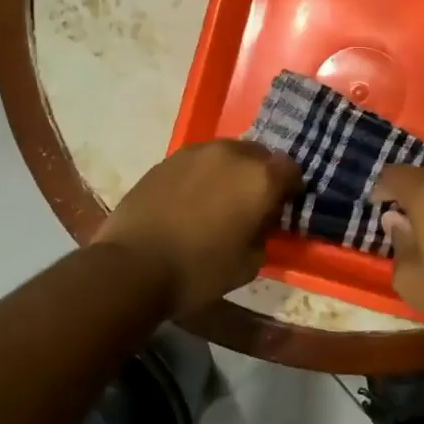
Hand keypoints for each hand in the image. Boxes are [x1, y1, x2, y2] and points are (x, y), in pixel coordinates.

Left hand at [96, 140, 302, 316]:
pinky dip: (201, 176)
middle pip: (258, 155)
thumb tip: (261, 223)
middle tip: (251, 203)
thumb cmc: (199, 270)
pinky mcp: (166, 160)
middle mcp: (231, 154)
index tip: (281, 208)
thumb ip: (264, 235)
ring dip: (230, 172)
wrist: (132, 266)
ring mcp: (195, 153)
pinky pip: (197, 162)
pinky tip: (189, 201)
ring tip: (218, 201)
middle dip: (260, 175)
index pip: (291, 169)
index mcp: (259, 178)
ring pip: (226, 154)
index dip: (290, 189)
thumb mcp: (249, 265)